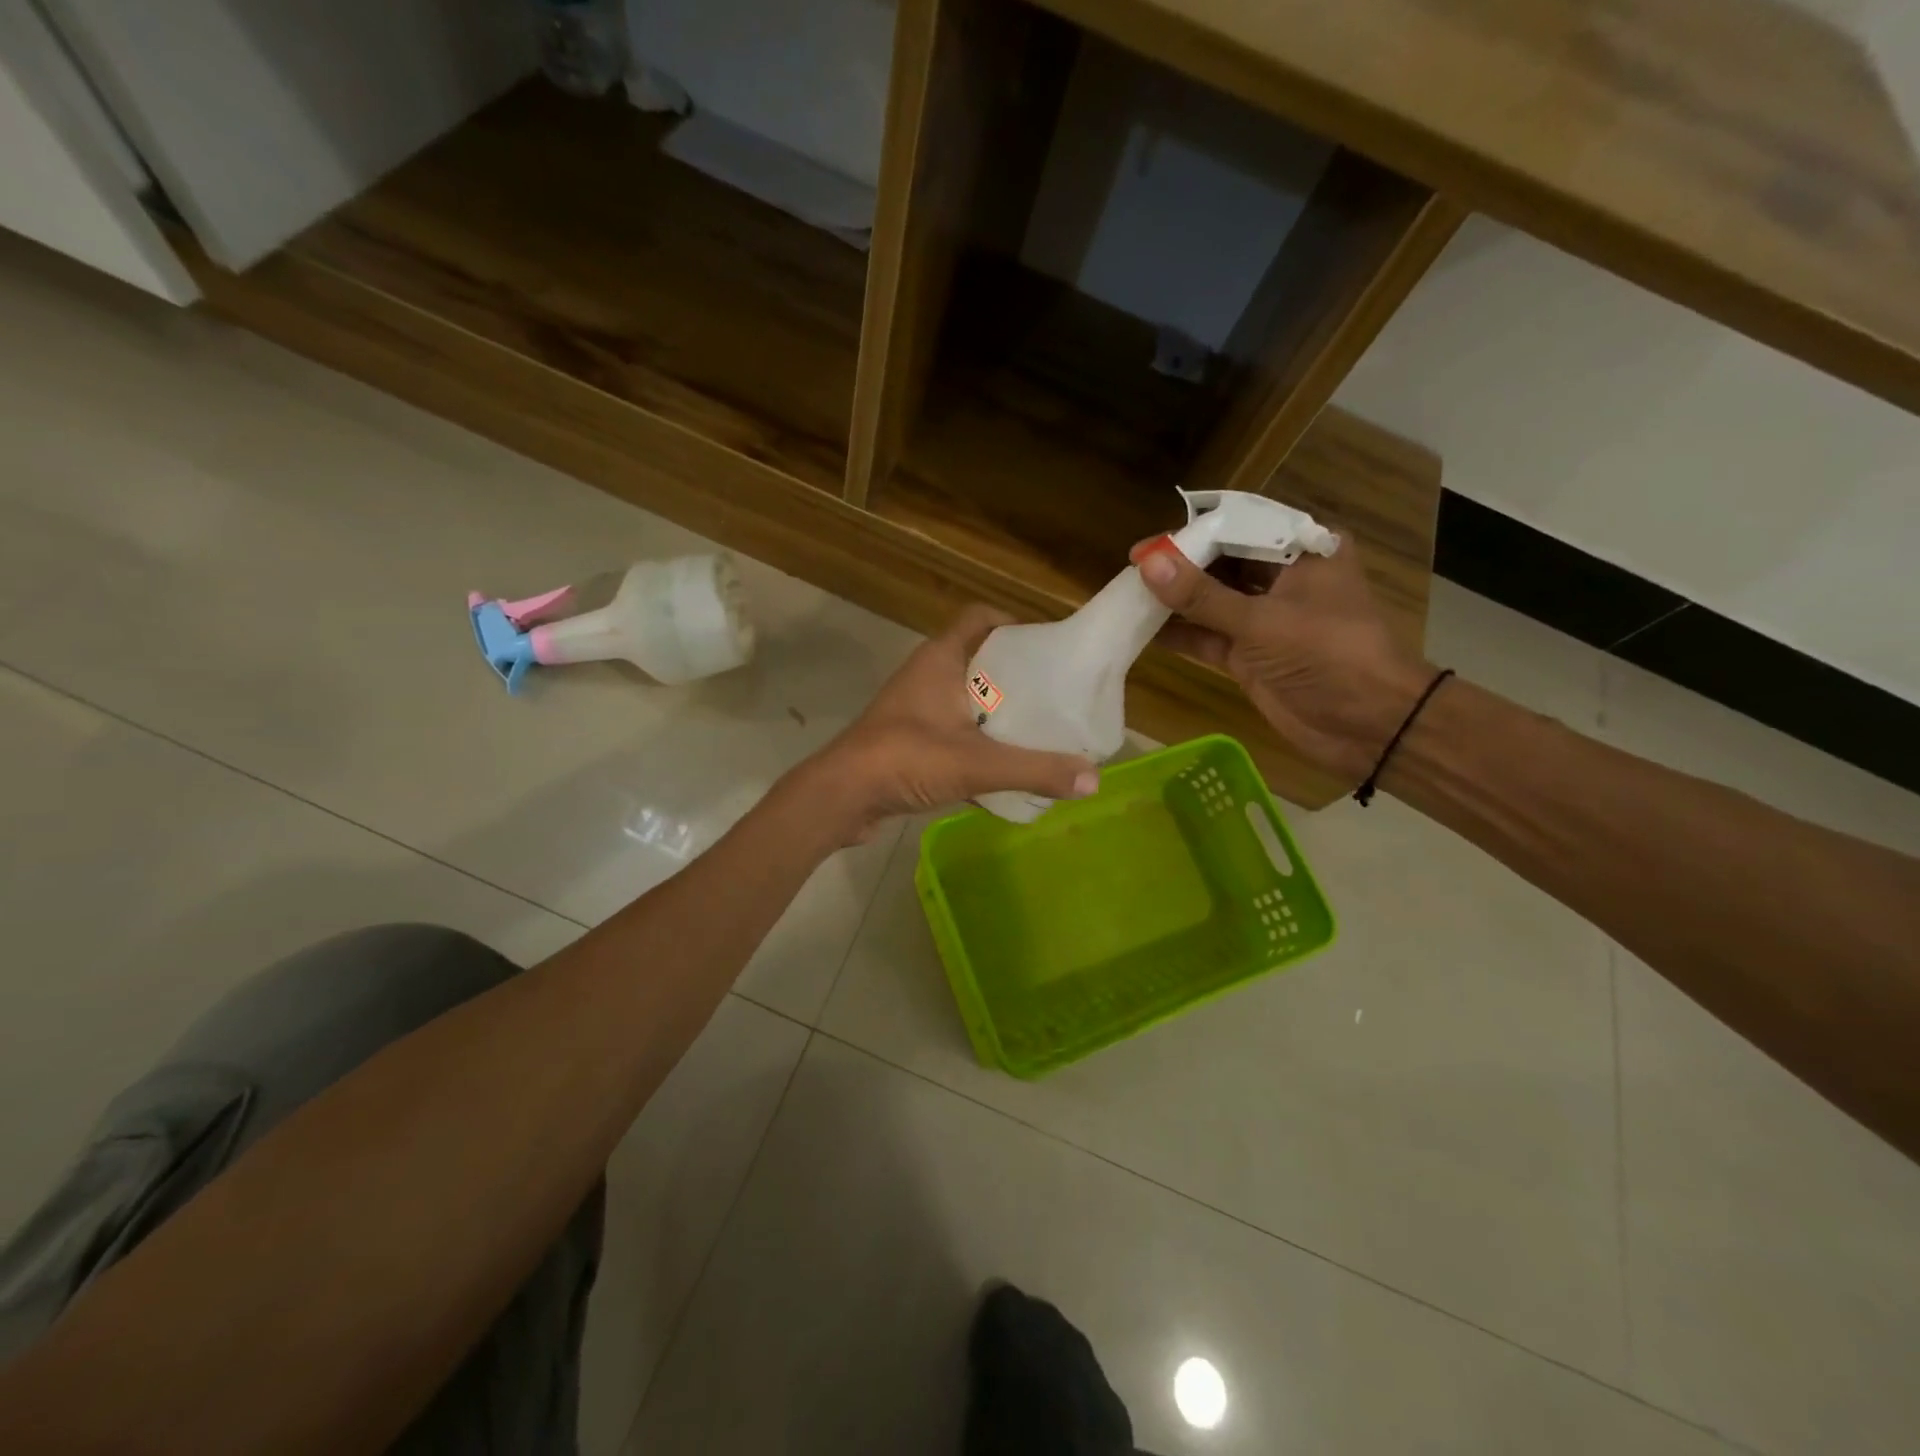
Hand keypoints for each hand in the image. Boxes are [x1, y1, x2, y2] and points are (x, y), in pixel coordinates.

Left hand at [803, 605, 1099, 836]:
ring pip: (967, 698)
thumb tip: (1094, 780)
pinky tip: (1005, 766)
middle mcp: (927, 675)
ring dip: (998, 710)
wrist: (840, 797)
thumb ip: (1035, 770)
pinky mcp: (909, 740)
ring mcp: (915, 709)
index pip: (980, 617)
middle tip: (1055, 694)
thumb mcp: (977, 763)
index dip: (1014, 623)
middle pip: (980, 659)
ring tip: (1039, 729)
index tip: (1048, 646)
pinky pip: (954, 729)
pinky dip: (979, 740)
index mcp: (941, 660)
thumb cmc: (904, 759)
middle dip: (1017, 674)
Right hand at [1132, 534, 1433, 782]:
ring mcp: (1265, 619)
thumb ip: (1201, 595)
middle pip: (1221, 562)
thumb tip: (1148, 563)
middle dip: (1179, 566)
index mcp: (1303, 551)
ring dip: (1175, 601)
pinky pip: (1208, 637)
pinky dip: (1180, 635)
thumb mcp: (1262, 621)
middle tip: (1132, 569)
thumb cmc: (1328, 656)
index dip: (1192, 533)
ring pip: (1211, 601)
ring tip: (1127, 596)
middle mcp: (1283, 578)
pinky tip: (1142, 631)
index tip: (1148, 546)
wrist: (1369, 726)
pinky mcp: (1250, 655)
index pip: (1239, 527)